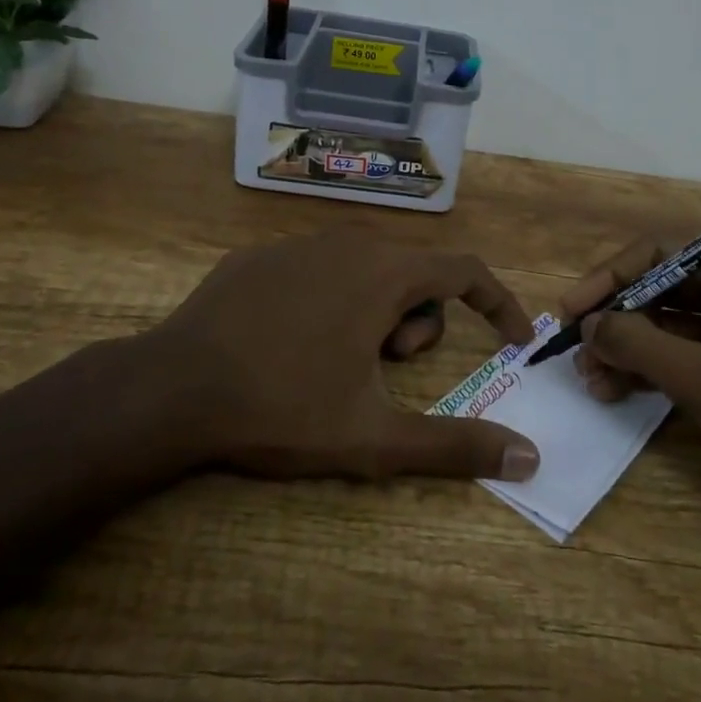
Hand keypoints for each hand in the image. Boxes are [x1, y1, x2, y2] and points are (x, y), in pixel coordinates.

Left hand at [132, 232, 541, 482]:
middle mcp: (350, 243)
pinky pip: (318, 270)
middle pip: (414, 275)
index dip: (497, 304)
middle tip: (383, 371)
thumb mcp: (374, 437)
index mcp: (385, 273)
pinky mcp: (260, 255)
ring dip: (373, 314)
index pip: (466, 272)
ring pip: (367, 269)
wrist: (171, 388)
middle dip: (416, 325)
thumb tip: (529, 459)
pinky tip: (289, 343)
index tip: (511, 341)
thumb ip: (455, 446)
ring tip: (334, 362)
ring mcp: (300, 243)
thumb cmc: (282, 407)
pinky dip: (327, 302)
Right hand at [561, 234, 700, 525]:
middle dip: (617, 321)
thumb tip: (588, 324)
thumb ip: (637, 342)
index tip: (570, 310)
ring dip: (627, 350)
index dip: (609, 279)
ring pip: (668, 327)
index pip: (659, 256)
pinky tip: (615, 391)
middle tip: (575, 351)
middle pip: (661, 291)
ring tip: (589, 379)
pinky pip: (683, 358)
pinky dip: (650, 372)